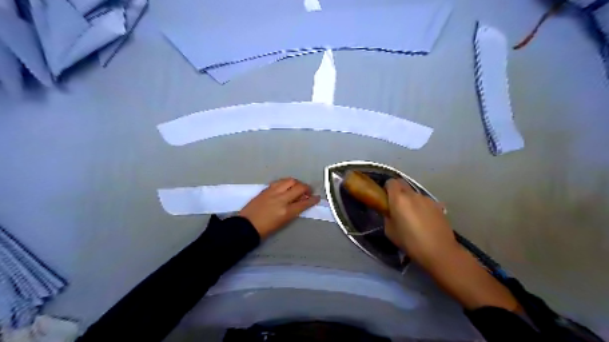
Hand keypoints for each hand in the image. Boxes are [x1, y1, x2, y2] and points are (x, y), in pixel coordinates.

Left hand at [239, 178, 320, 239]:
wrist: (246, 225)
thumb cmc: (266, 229)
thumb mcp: (283, 222)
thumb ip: (293, 211)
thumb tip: (301, 202)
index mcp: (286, 212)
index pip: (304, 203)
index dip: (313, 199)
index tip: (317, 197)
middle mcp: (281, 199)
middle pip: (299, 187)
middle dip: (307, 188)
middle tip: (308, 191)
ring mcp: (273, 192)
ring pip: (290, 181)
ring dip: (297, 183)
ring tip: (297, 187)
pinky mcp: (266, 189)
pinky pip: (280, 181)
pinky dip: (286, 182)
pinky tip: (287, 186)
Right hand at [384, 179, 456, 263]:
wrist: (440, 251)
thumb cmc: (410, 242)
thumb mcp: (390, 231)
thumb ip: (388, 217)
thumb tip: (390, 212)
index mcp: (399, 199)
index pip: (390, 182)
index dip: (387, 188)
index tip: (386, 199)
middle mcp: (413, 195)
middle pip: (402, 184)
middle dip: (398, 191)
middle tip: (397, 206)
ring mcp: (427, 199)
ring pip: (414, 194)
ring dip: (411, 200)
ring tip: (413, 217)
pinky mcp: (438, 206)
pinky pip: (425, 202)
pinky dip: (421, 207)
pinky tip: (424, 221)